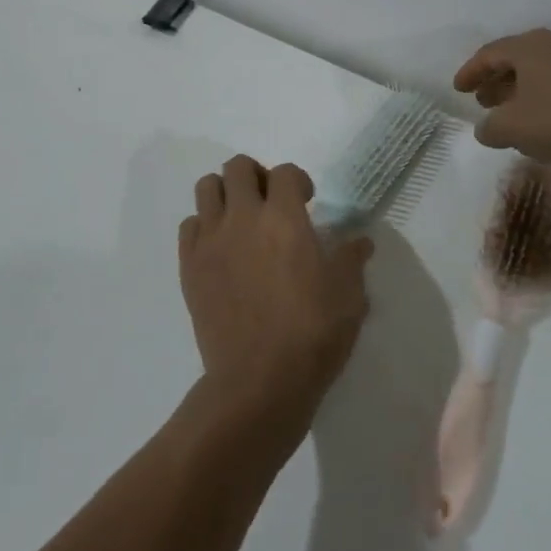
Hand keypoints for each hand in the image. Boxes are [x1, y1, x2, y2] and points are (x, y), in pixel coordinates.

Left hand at [178, 156, 373, 443]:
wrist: (258, 383)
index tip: (307, 202)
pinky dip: (204, 227)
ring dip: (226, 194)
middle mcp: (243, 218)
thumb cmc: (311, 335)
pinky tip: (221, 250)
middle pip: (238, 167)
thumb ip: (351, 260)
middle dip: (257, 176)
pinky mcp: (190, 266)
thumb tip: (360, 241)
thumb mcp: (348, 296)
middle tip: (270, 203)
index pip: (284, 172)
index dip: (298, 180)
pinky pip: (189, 226)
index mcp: (284, 218)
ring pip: (207, 188)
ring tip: (242, 219)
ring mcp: (211, 241)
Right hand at [453, 28, 550, 162]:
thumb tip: (485, 129)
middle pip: (515, 59)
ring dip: (519, 90)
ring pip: (539, 71)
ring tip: (509, 113)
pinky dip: (542, 97)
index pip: (489, 54)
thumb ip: (490, 128)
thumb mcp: (512, 129)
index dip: (470, 72)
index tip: (458, 89)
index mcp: (528, 47)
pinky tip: (542, 120)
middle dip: (495, 80)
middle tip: (482, 101)